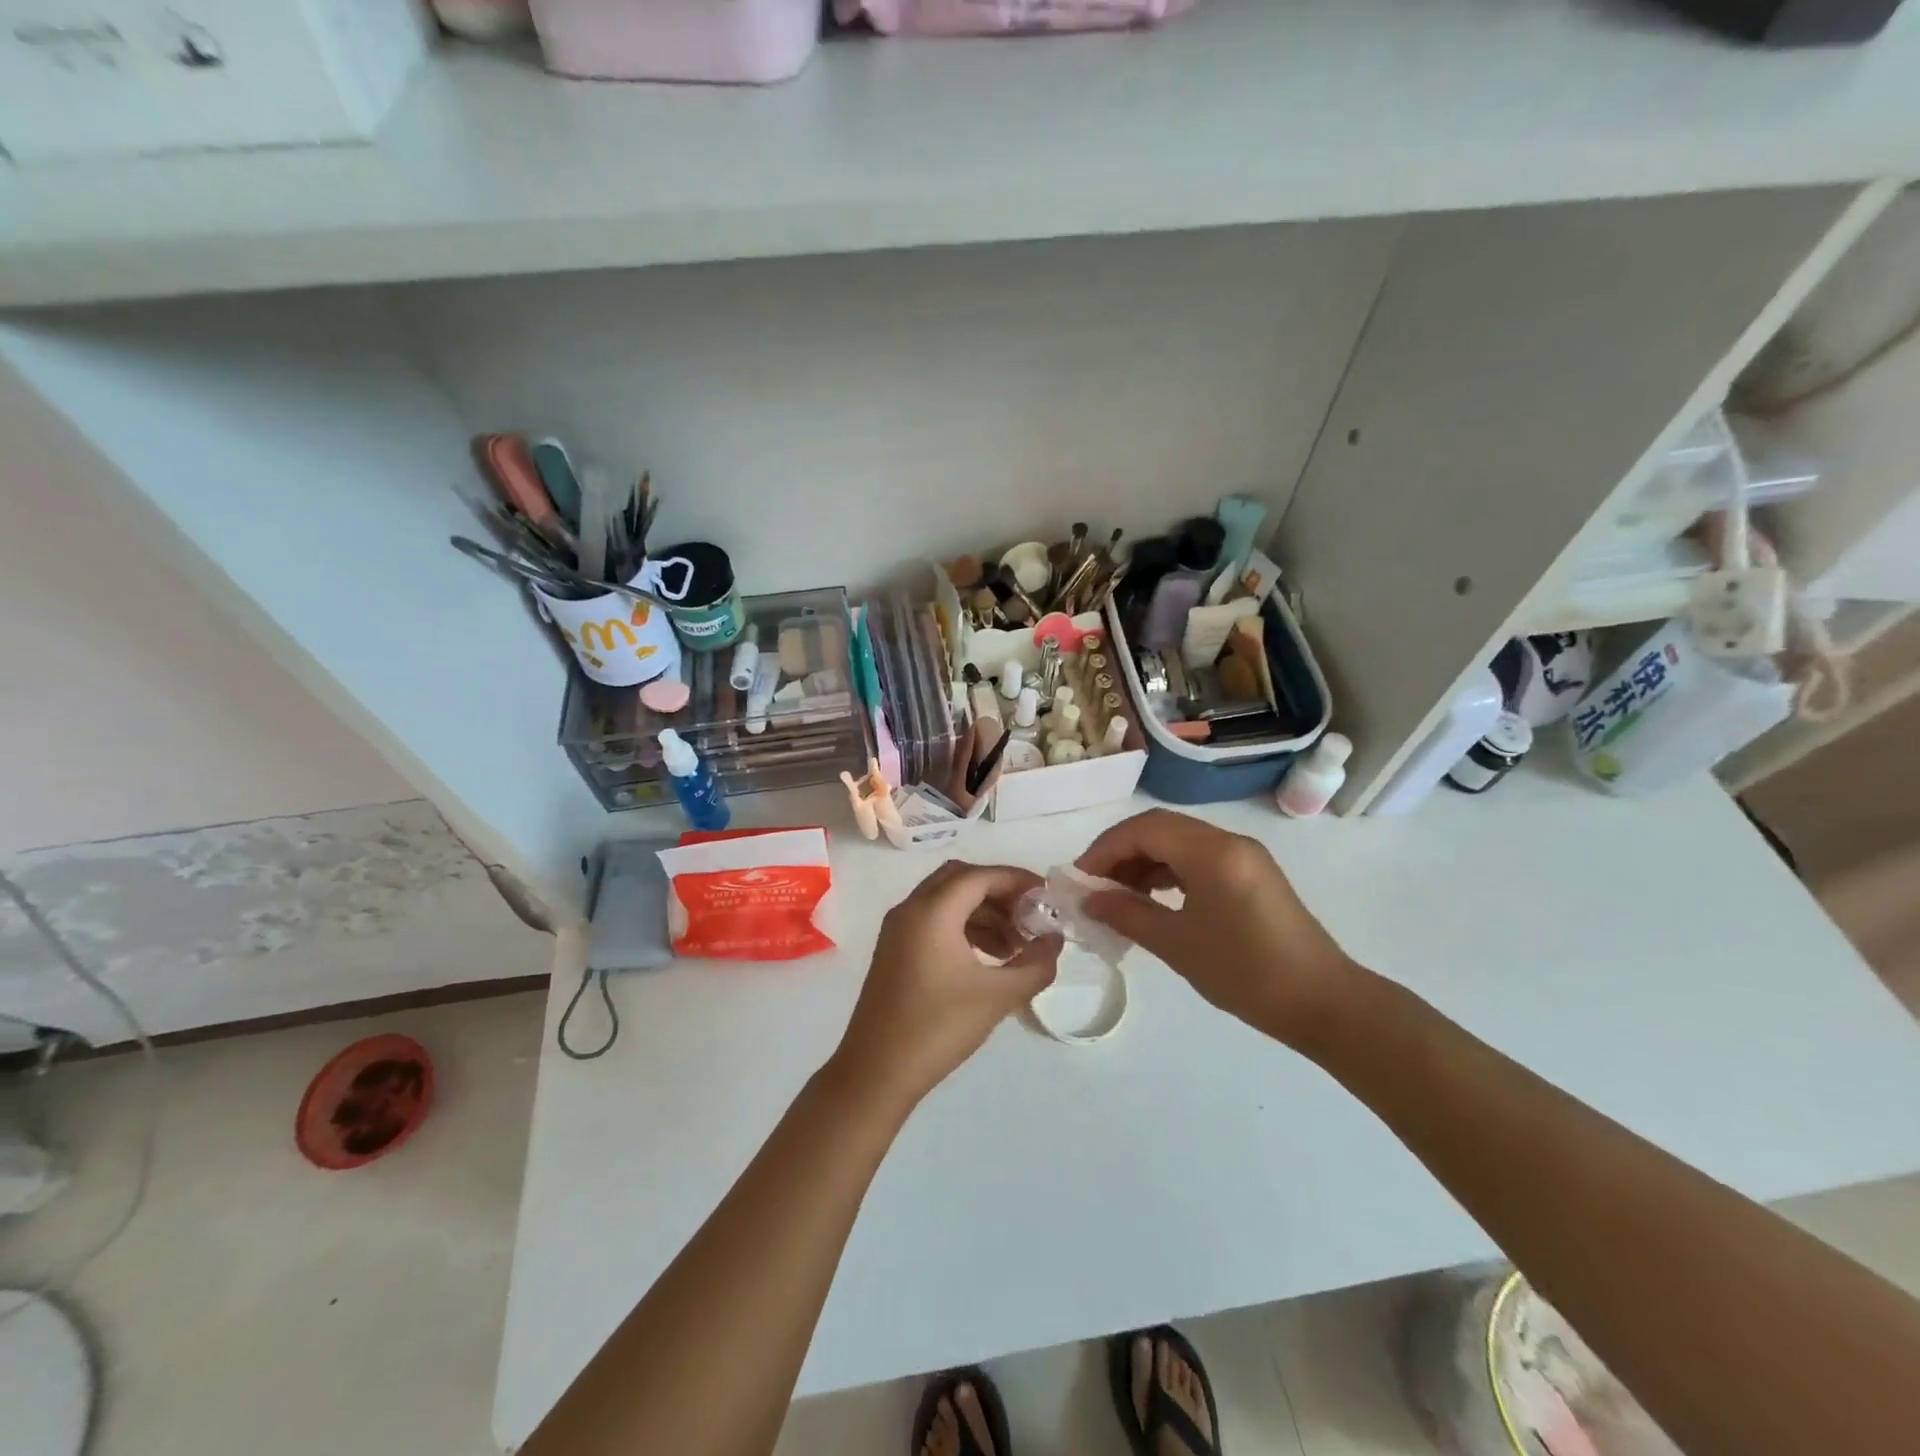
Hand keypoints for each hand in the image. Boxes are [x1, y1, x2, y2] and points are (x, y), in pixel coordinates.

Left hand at [830, 862, 1060, 1112]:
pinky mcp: (894, 949)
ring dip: (983, 912)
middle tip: (1029, 918)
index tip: (1047, 897)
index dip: (1017, 880)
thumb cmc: (938, 1028)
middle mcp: (911, 909)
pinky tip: (986, 958)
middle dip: (999, 893)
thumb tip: (1054, 941)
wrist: (876, 1071)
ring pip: (947, 899)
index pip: (981, 876)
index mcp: (932, 911)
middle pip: (961, 879)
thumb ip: (1035, 965)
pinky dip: (963, 926)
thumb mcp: (997, 997)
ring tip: (1014, 947)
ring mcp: (898, 929)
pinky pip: (934, 920)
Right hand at [1076, 809, 1355, 1047]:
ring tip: (1118, 896)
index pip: (1145, 829)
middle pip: (1161, 829)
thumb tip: (1089, 900)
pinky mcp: (1251, 875)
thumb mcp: (1178, 945)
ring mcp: (1244, 857)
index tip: (1080, 878)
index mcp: (1212, 852)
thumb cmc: (1246, 973)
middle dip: (1121, 852)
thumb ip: (1127, 914)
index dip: (1105, 848)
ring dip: (1144, 862)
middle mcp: (1229, 842)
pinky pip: (1198, 859)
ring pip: (1179, 843)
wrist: (1323, 1004)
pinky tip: (1152, 900)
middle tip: (1094, 885)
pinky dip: (1168, 873)